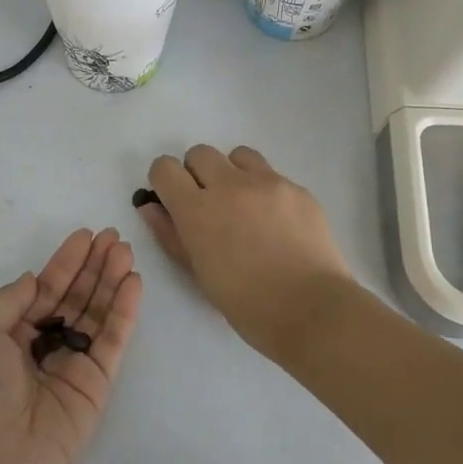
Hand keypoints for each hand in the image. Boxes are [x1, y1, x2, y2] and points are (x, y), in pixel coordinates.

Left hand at [0, 229, 141, 463]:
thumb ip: (8, 301)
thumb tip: (33, 279)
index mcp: (9, 333)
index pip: (43, 288)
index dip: (64, 262)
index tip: (85, 235)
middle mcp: (42, 344)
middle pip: (74, 296)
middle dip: (93, 266)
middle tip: (114, 236)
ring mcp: (71, 362)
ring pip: (96, 313)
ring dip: (111, 281)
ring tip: (126, 251)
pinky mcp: (96, 382)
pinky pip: (112, 340)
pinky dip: (124, 311)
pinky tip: (133, 284)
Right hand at [140, 145, 353, 359]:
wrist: (312, 310)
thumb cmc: (247, 304)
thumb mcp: (198, 274)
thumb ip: (171, 235)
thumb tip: (150, 207)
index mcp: (197, 210)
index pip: (165, 168)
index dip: (164, 181)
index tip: (172, 198)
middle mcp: (230, 186)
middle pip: (200, 153)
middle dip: (197, 174)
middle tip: (210, 205)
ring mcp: (268, 183)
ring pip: (238, 155)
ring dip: (232, 173)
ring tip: (244, 206)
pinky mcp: (298, 189)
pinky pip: (272, 175)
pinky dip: (264, 190)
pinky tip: (276, 223)